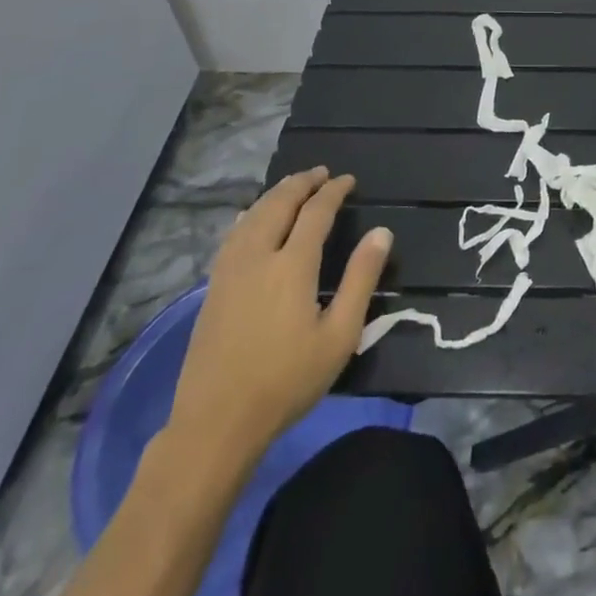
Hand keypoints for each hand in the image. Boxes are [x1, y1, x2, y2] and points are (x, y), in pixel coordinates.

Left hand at [161, 168, 391, 484]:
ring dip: (276, 193)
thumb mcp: (339, 335)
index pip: (316, 212)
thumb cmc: (287, 381)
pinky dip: (252, 213)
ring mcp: (230, 270)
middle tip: (321, 173)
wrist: (216, 422)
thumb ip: (361, 279)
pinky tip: (254, 216)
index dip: (333, 191)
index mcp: (292, 265)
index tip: (348, 180)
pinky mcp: (213, 286)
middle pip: (279, 203)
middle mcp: (258, 256)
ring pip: (253, 214)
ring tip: (293, 185)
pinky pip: (235, 232)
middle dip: (302, 182)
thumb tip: (381, 232)